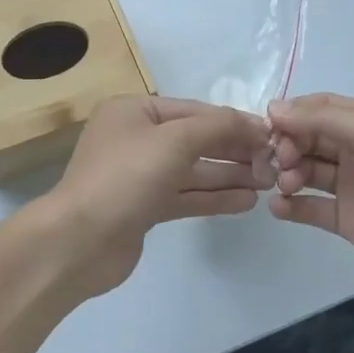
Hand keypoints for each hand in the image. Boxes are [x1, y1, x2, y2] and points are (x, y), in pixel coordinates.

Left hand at [33, 95, 272, 298]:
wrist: (79, 241)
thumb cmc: (125, 177)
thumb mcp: (175, 140)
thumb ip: (218, 127)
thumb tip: (255, 124)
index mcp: (134, 110)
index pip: (194, 110)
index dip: (233, 122)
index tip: (271, 136)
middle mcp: (135, 137)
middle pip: (195, 139)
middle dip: (233, 151)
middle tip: (274, 164)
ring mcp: (138, 174)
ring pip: (192, 170)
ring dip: (228, 175)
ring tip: (267, 182)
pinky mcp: (143, 207)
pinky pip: (185, 195)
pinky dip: (213, 197)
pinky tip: (246, 202)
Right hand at [268, 93, 353, 311]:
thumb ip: (326, 117)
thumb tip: (275, 108)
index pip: (322, 108)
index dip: (294, 114)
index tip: (267, 127)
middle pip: (311, 137)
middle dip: (289, 144)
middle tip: (280, 162)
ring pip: (308, 169)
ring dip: (289, 172)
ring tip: (285, 185)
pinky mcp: (348, 221)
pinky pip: (311, 207)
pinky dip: (292, 205)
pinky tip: (279, 207)